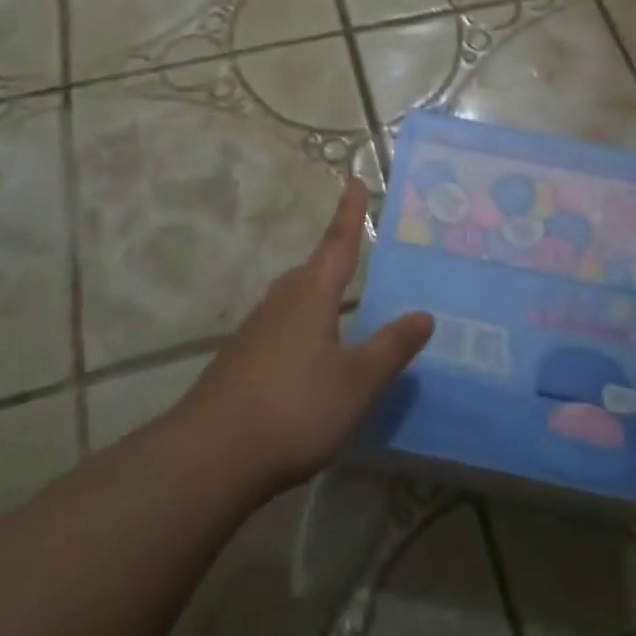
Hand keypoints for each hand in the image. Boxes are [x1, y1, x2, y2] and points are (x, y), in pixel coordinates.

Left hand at [184, 180, 433, 499]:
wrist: (210, 455)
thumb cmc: (294, 407)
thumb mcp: (357, 381)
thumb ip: (391, 347)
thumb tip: (425, 314)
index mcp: (311, 295)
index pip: (338, 244)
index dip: (350, 213)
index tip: (355, 179)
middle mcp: (281, 303)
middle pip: (312, 271)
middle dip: (334, 258)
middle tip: (355, 251)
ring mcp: (256, 332)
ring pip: (294, 301)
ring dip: (318, 296)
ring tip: (339, 307)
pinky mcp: (241, 362)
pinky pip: (281, 329)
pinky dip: (303, 329)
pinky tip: (310, 358)